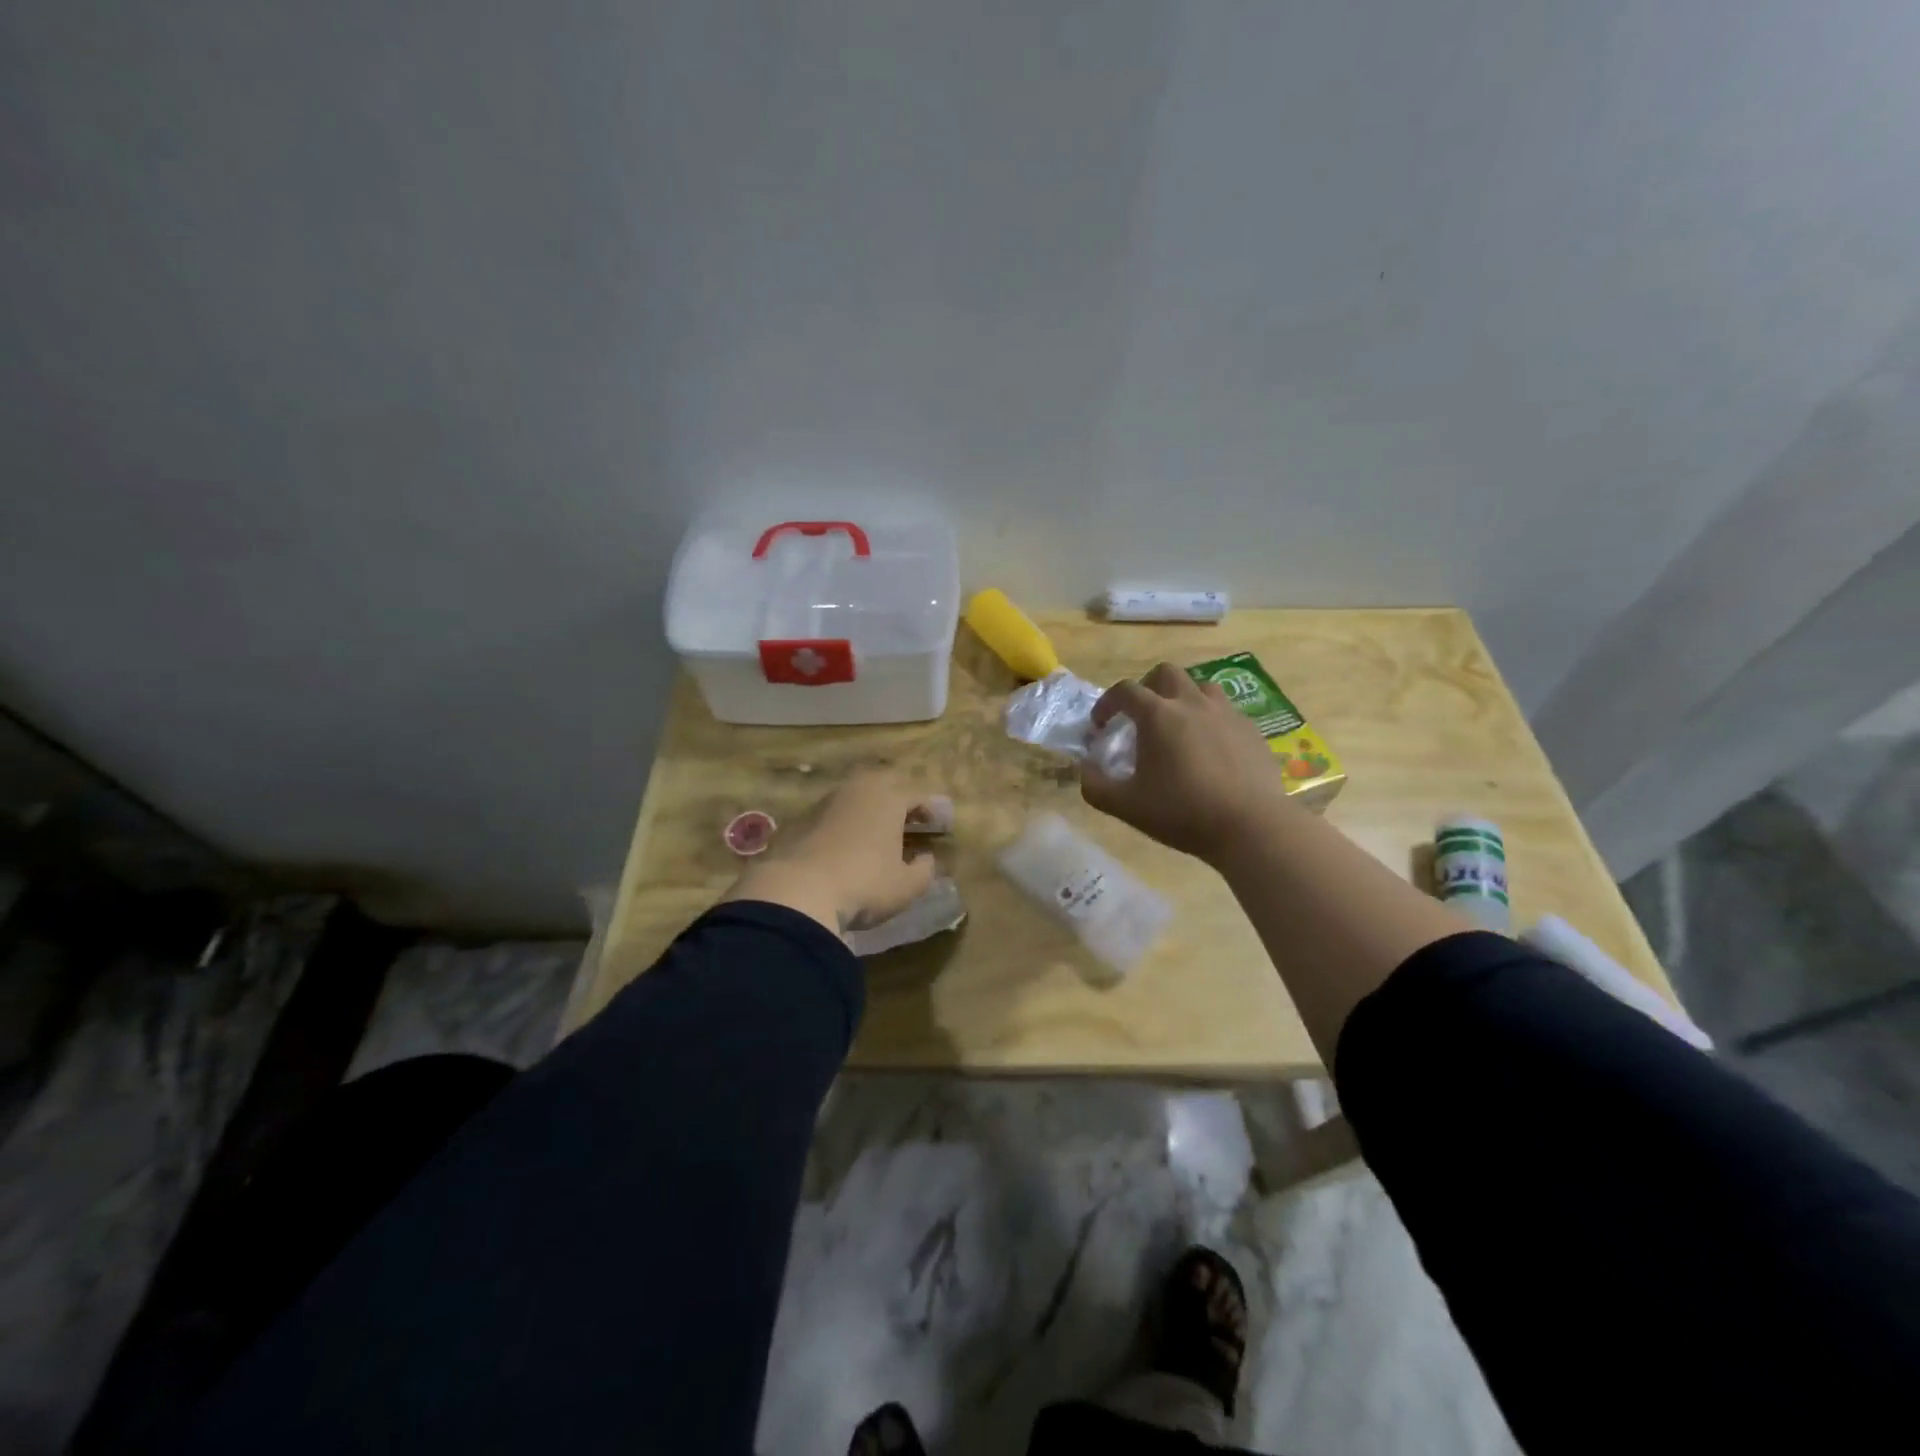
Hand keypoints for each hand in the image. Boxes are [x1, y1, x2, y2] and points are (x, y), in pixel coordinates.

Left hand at [722, 770, 938, 935]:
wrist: (796, 893)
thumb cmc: (864, 884)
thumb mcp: (906, 886)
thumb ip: (924, 870)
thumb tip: (926, 858)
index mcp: (889, 798)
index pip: (917, 794)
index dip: (930, 808)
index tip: (937, 823)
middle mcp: (857, 790)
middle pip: (884, 783)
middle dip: (898, 798)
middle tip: (907, 819)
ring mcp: (824, 803)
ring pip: (854, 796)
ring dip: (868, 808)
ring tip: (875, 831)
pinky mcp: (799, 820)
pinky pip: (830, 814)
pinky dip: (842, 823)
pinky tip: (842, 846)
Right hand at [1080, 662, 1293, 860]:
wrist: (1251, 826)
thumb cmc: (1182, 812)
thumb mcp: (1125, 806)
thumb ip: (1095, 785)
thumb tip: (1085, 769)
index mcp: (1158, 715)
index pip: (1125, 691)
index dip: (1107, 703)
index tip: (1100, 725)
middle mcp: (1192, 703)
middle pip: (1165, 674)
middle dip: (1147, 688)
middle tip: (1140, 716)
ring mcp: (1226, 713)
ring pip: (1200, 687)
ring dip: (1182, 698)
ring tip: (1177, 726)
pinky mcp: (1251, 729)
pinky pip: (1226, 711)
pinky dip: (1210, 720)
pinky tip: (1210, 748)